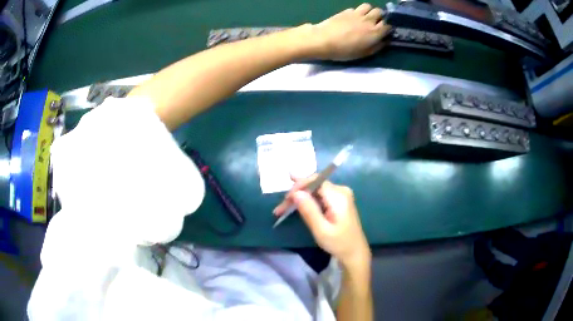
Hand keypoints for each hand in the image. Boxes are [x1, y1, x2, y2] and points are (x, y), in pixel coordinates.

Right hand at [274, 176, 370, 266]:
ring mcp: (340, 195)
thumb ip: (309, 210)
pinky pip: (319, 196)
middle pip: (314, 185)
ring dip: (299, 198)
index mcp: (339, 196)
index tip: (285, 198)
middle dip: (296, 194)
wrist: (355, 252)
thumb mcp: (321, 230)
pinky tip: (295, 208)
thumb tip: (295, 193)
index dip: (299, 185)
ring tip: (282, 210)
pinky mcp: (338, 201)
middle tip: (280, 208)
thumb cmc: (339, 243)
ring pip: (314, 190)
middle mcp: (341, 190)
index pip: (316, 180)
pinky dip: (306, 202)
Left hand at [308, 3, 390, 60]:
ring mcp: (357, 13)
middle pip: (380, 12)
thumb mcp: (363, 53)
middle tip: (375, 23)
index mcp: (374, 32)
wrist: (323, 40)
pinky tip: (352, 19)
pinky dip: (357, 12)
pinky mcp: (346, 11)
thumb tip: (385, 41)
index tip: (385, 32)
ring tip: (365, 18)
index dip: (388, 28)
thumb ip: (377, 46)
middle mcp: (368, 20)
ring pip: (368, 6)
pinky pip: (356, 8)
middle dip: (380, 17)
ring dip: (369, 11)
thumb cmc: (344, 50)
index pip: (388, 25)